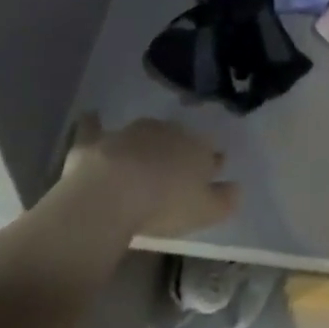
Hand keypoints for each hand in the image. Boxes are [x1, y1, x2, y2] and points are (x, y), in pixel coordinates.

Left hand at [62, 115, 237, 236]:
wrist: (113, 193)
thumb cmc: (165, 204)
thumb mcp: (206, 211)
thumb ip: (225, 199)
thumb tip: (237, 188)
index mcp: (197, 148)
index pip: (210, 153)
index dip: (211, 163)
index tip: (210, 173)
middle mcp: (167, 132)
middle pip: (178, 138)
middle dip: (179, 149)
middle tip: (174, 168)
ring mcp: (131, 133)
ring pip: (144, 132)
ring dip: (145, 141)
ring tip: (142, 157)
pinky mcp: (97, 141)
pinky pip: (95, 127)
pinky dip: (94, 123)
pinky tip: (91, 116)